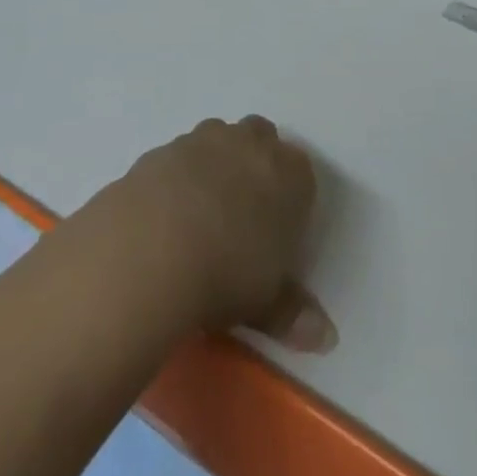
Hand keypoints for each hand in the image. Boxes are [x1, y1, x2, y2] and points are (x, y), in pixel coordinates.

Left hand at [102, 116, 335, 353]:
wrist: (151, 248)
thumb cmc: (226, 273)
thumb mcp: (266, 304)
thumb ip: (293, 312)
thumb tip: (325, 336)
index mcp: (289, 173)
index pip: (301, 173)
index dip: (290, 199)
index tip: (277, 232)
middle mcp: (250, 143)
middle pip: (261, 138)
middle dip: (255, 165)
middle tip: (242, 215)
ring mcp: (203, 140)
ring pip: (219, 139)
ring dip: (215, 164)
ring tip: (201, 216)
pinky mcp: (162, 149)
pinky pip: (178, 157)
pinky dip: (177, 178)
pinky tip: (165, 217)